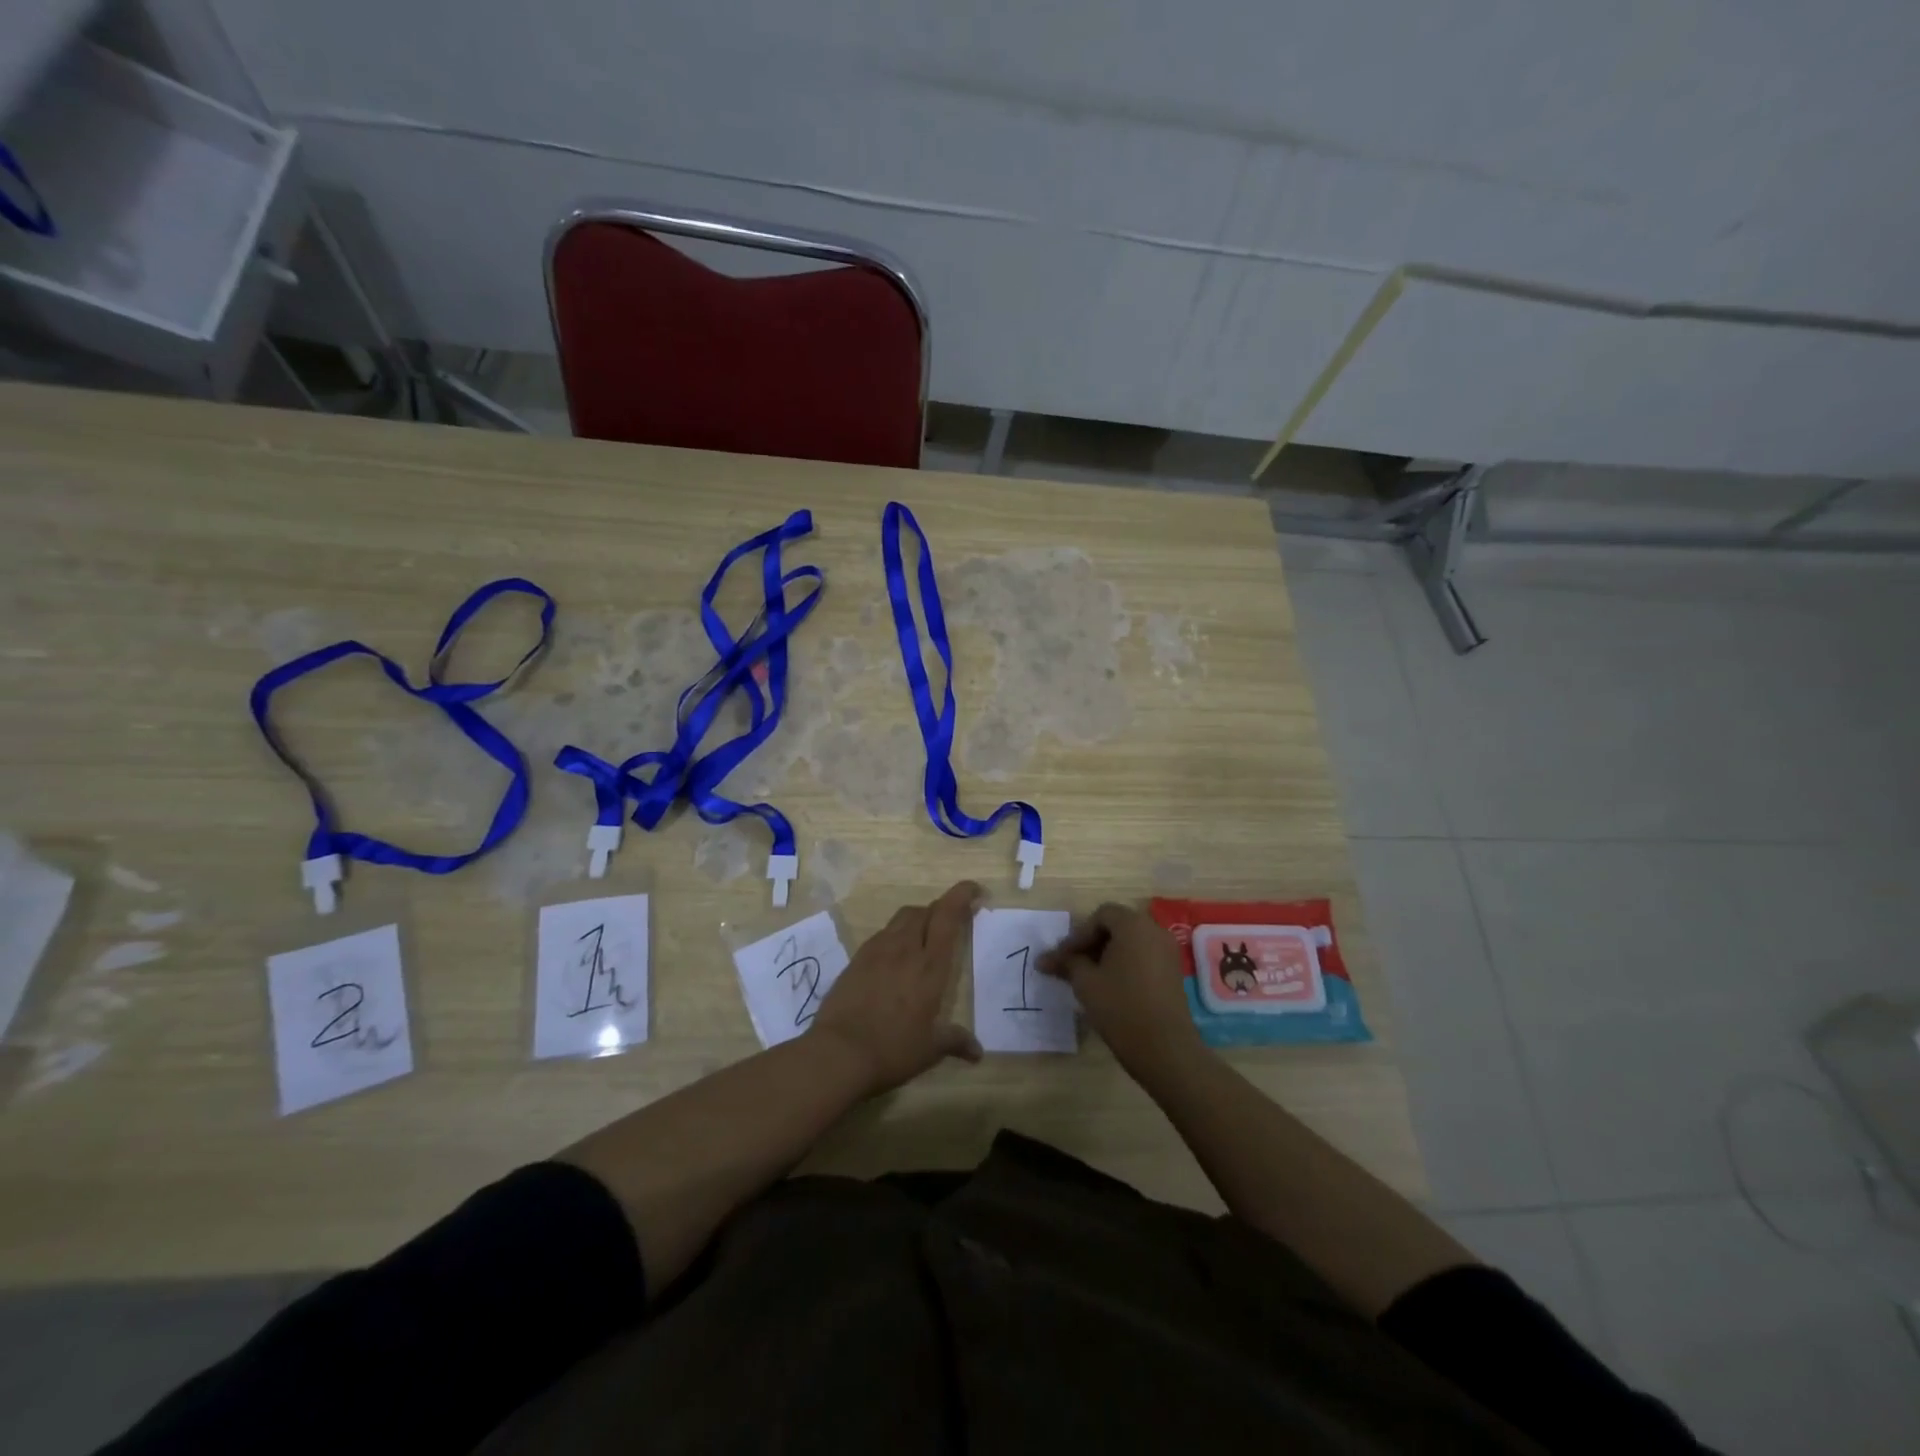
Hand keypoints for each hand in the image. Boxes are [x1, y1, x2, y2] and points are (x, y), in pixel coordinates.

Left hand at [810, 881, 983, 1095]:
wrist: (838, 1053)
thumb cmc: (892, 1049)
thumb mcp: (930, 1049)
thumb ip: (955, 1041)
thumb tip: (978, 1051)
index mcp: (930, 965)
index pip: (948, 915)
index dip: (962, 895)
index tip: (975, 890)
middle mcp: (905, 949)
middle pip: (924, 910)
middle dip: (941, 910)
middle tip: (951, 923)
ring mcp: (877, 950)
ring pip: (901, 918)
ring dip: (917, 920)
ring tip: (923, 939)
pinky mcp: (856, 959)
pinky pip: (882, 935)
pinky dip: (895, 936)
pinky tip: (894, 959)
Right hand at [1039, 903, 1205, 1079]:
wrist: (1165, 1048)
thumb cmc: (1121, 1007)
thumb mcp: (1086, 982)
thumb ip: (1066, 963)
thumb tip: (1043, 959)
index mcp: (1134, 925)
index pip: (1101, 915)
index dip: (1078, 934)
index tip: (1063, 958)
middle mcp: (1155, 931)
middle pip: (1117, 926)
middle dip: (1091, 943)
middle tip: (1072, 965)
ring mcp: (1168, 953)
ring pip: (1131, 943)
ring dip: (1106, 955)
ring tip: (1088, 978)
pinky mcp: (1173, 973)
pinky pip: (1144, 957)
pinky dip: (1124, 965)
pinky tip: (1110, 987)